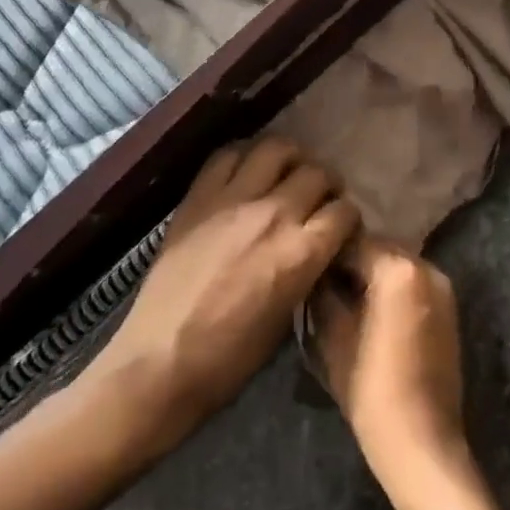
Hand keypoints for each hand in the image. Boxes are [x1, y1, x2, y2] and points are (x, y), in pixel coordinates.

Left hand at [91, 138, 357, 447]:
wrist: (161, 360)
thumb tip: (315, 249)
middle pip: (317, 173)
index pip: (344, 211)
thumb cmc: (230, 358)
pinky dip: (244, 156)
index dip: (348, 217)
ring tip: (286, 172)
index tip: (341, 226)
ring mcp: (234, 199)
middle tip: (318, 197)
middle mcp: (275, 214)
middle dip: (326, 184)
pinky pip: (227, 155)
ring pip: (276, 149)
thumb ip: (307, 271)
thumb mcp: (287, 318)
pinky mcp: (199, 196)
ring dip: (291, 158)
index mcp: (302, 252)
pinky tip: (246, 171)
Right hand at [308, 237, 466, 487]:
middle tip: (320, 280)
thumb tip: (316, 275)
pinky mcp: (449, 309)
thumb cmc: (372, 390)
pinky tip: (368, 311)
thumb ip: (324, 294)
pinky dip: (390, 288)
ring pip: (396, 265)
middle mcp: (426, 267)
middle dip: (350, 260)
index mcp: (398, 269)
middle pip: (378, 248)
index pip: (353, 241)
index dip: (326, 252)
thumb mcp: (334, 338)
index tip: (305, 265)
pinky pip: (411, 283)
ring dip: (371, 273)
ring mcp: (442, 288)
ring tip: (342, 297)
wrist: (424, 445)